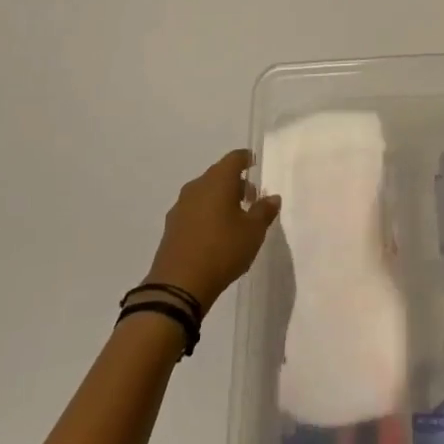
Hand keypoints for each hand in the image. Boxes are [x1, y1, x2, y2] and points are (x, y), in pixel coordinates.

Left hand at [143, 150, 280, 314]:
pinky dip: (206, 213)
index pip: (234, 158)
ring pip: (205, 192)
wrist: (178, 285)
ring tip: (235, 218)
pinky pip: (194, 210)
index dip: (247, 159)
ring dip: (220, 199)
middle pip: (219, 174)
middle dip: (236, 182)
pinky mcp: (171, 227)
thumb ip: (264, 211)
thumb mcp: (253, 232)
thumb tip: (272, 197)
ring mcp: (181, 206)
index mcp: (218, 181)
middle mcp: (197, 187)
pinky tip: (215, 234)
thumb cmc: (222, 250)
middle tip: (252, 198)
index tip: (256, 164)